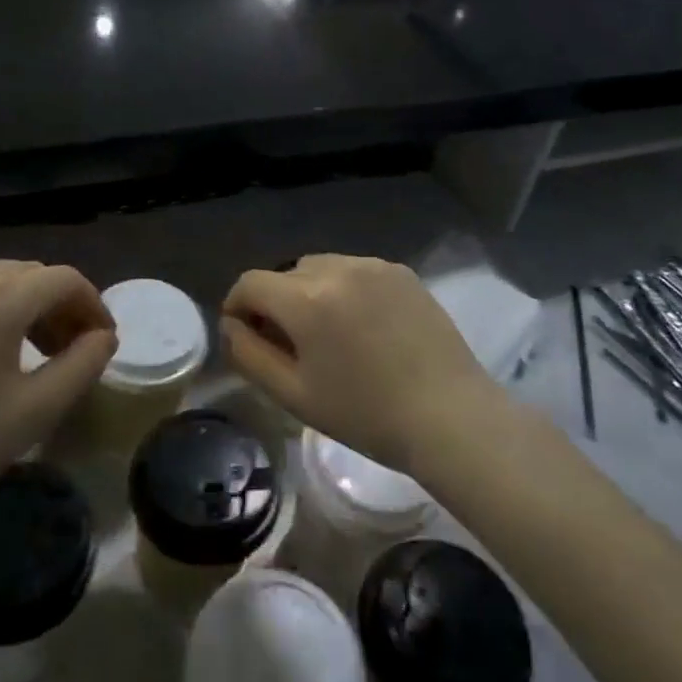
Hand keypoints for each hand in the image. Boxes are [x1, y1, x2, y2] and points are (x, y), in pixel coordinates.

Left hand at [0, 260, 116, 563]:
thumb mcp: (32, 413)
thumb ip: (81, 367)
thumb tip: (101, 338)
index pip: (64, 280)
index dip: (93, 306)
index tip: (102, 342)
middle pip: (27, 275)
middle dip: (57, 307)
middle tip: (68, 352)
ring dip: (18, 308)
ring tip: (23, 354)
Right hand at [221, 254, 498, 474]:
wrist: (451, 416)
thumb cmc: (366, 415)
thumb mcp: (294, 395)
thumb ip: (249, 354)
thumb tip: (230, 324)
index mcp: (306, 298)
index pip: (250, 283)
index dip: (237, 306)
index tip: (245, 335)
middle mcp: (337, 267)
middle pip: (285, 274)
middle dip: (276, 303)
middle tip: (290, 344)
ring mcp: (373, 265)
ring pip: (320, 268)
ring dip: (311, 293)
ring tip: (329, 334)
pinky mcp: (401, 272)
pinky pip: (355, 271)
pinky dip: (345, 290)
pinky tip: (364, 327)